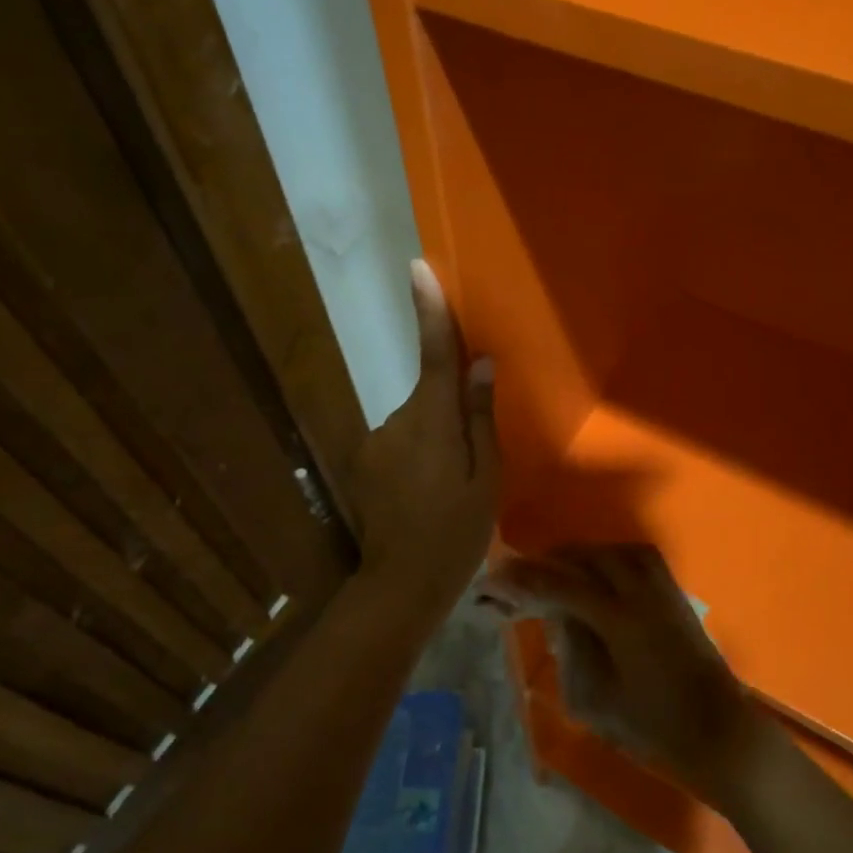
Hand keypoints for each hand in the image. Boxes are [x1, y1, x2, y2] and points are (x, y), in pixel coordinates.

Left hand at [347, 260, 498, 614]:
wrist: (401, 583)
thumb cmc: (456, 532)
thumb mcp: (486, 478)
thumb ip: (480, 417)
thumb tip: (480, 364)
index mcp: (433, 423)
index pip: (435, 356)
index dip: (429, 311)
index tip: (418, 268)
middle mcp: (397, 420)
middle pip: (429, 391)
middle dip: (450, 408)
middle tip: (472, 457)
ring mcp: (376, 441)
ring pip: (417, 419)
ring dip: (435, 435)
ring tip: (449, 483)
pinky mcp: (366, 459)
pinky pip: (402, 439)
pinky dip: (419, 452)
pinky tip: (427, 490)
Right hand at [493, 544, 768, 806]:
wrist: (718, 731)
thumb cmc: (652, 727)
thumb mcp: (594, 699)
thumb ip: (570, 649)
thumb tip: (557, 615)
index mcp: (618, 618)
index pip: (560, 585)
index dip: (522, 581)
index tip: (492, 580)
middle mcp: (640, 590)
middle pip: (585, 558)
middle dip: (546, 564)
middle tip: (517, 579)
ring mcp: (662, 587)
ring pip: (610, 551)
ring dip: (577, 558)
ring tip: (551, 573)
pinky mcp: (674, 592)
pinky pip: (634, 556)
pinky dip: (606, 558)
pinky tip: (593, 573)